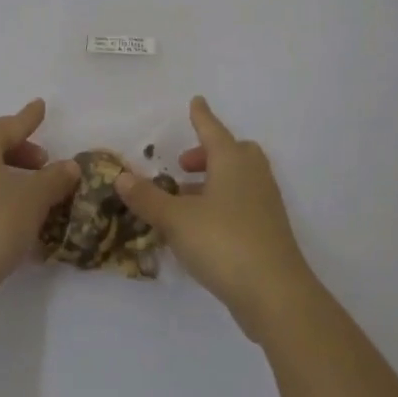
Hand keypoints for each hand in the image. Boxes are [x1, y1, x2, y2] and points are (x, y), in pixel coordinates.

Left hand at [0, 98, 78, 331]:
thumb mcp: (34, 200)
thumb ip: (54, 179)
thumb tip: (69, 166)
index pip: (10, 125)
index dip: (29, 118)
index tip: (41, 106)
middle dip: (18, 151)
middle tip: (42, 164)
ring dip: (3, 173)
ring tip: (26, 191)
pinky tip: (4, 213)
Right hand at [115, 96, 316, 340]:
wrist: (276, 295)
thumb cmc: (223, 242)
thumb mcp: (176, 219)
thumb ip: (147, 198)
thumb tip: (121, 176)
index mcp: (232, 162)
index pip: (212, 129)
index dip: (201, 116)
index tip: (196, 101)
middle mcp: (252, 176)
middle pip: (234, 152)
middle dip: (209, 152)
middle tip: (184, 165)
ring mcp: (265, 204)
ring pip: (239, 179)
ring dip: (214, 181)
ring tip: (184, 198)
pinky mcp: (269, 231)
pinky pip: (243, 203)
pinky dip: (223, 203)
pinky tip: (201, 227)